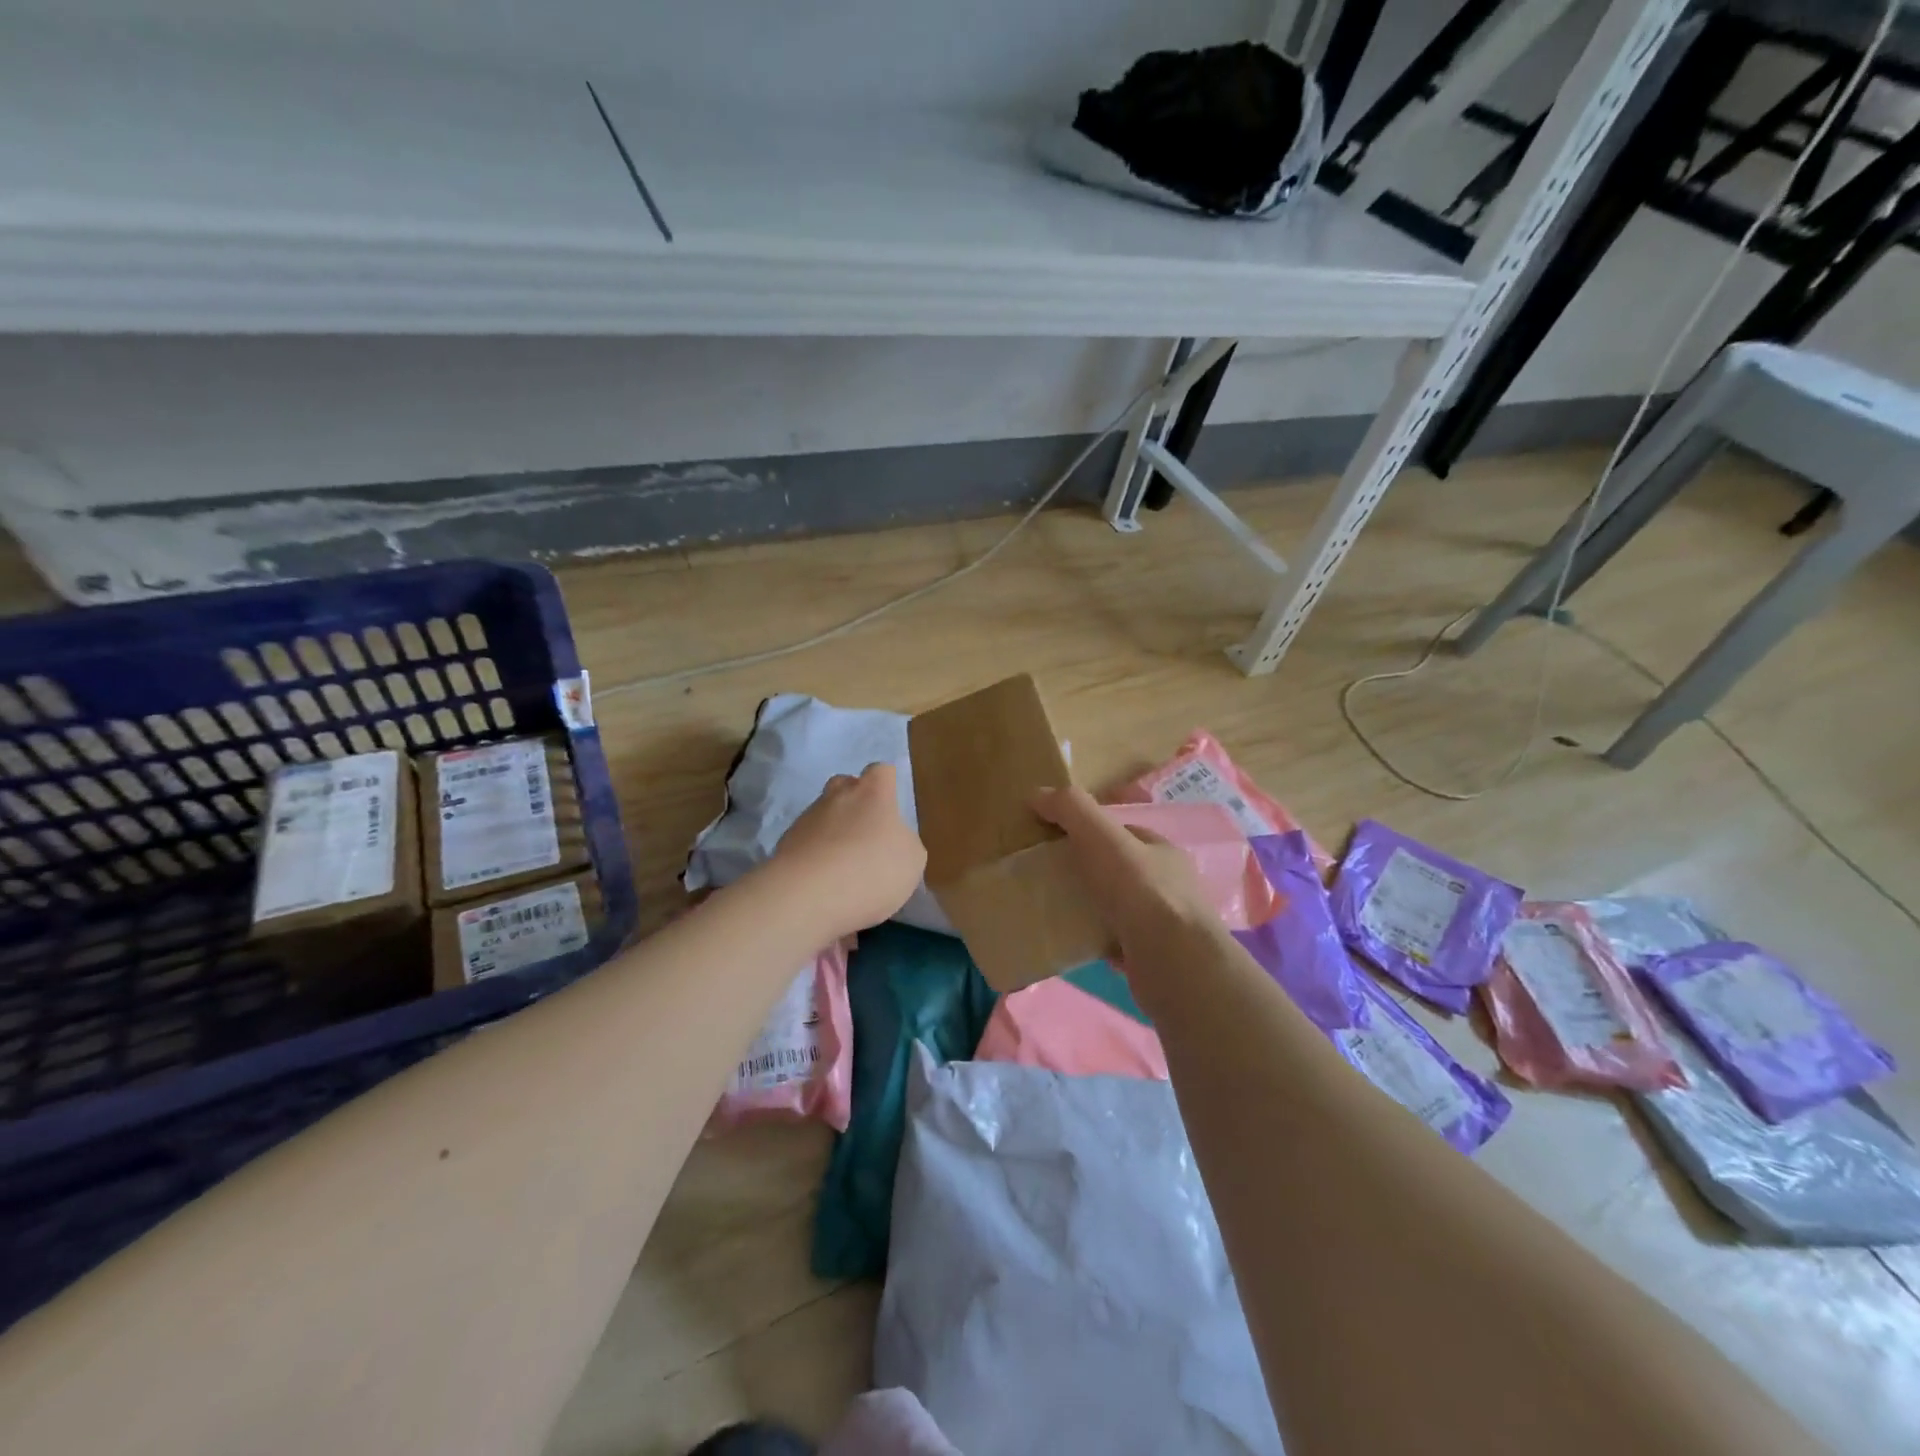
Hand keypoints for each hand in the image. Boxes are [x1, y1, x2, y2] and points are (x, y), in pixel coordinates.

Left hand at [769, 763, 927, 940]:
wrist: (807, 896)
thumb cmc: (872, 870)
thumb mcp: (912, 861)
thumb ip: (904, 842)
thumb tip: (892, 840)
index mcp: (872, 793)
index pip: (882, 771)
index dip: (887, 785)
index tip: (892, 806)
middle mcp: (836, 796)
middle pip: (845, 786)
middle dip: (854, 803)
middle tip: (866, 833)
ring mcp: (806, 819)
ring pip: (822, 816)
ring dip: (833, 834)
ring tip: (844, 869)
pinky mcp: (784, 846)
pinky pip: (806, 845)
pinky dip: (815, 858)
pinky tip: (824, 885)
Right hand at [1031, 786, 1219, 960]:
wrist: (1172, 963)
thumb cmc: (1140, 892)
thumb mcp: (1101, 837)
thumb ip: (1071, 809)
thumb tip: (1036, 794)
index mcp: (1162, 851)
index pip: (1122, 833)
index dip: (1089, 832)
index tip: (1055, 841)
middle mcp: (1169, 885)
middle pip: (1118, 870)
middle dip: (1087, 871)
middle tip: (1049, 878)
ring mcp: (1164, 924)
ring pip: (1118, 907)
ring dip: (1090, 907)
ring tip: (1054, 910)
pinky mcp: (1154, 958)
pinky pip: (1116, 942)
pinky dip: (1095, 940)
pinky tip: (1073, 942)